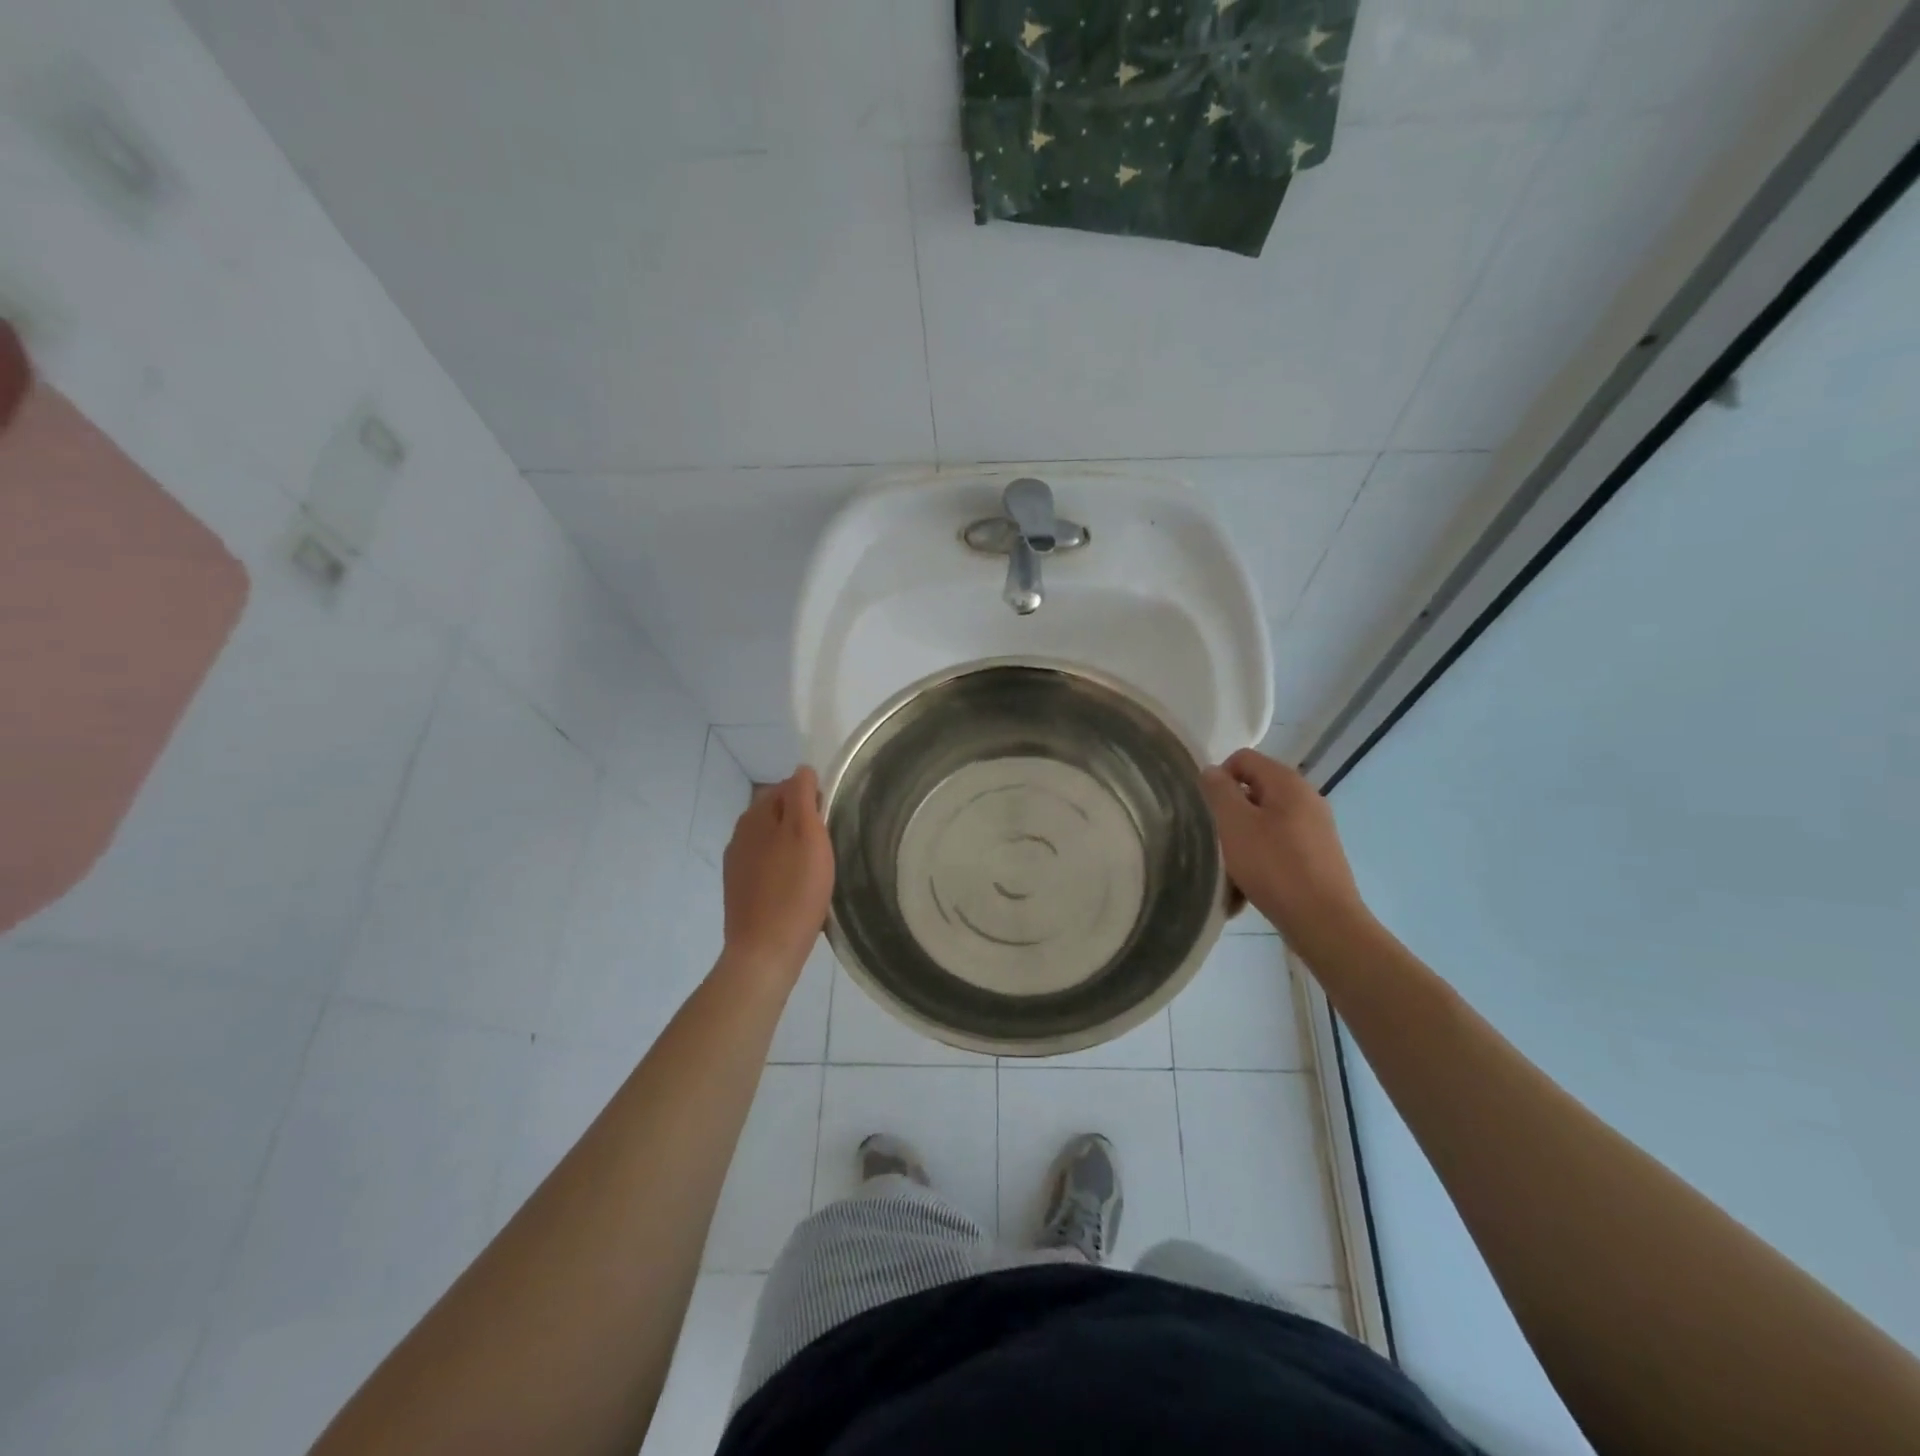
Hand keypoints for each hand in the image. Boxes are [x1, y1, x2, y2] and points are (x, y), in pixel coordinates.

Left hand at [721, 767, 835, 978]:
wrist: (765, 951)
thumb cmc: (795, 889)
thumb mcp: (807, 833)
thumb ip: (803, 796)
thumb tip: (802, 770)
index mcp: (755, 816)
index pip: (787, 787)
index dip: (813, 797)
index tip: (831, 820)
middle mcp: (740, 834)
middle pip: (778, 814)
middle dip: (802, 821)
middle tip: (829, 844)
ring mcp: (737, 865)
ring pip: (772, 841)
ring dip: (793, 846)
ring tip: (817, 867)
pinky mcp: (740, 891)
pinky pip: (767, 867)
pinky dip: (784, 869)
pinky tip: (799, 888)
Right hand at [1200, 749, 1371, 949]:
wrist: (1324, 921)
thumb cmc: (1274, 866)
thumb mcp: (1234, 824)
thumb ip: (1219, 791)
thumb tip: (1211, 771)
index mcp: (1288, 783)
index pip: (1244, 758)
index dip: (1219, 777)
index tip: (1208, 809)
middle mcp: (1306, 798)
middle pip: (1254, 789)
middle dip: (1231, 811)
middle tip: (1216, 838)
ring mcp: (1316, 827)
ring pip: (1265, 820)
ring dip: (1243, 837)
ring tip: (1231, 866)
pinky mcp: (1318, 855)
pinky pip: (1279, 844)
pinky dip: (1261, 856)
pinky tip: (1249, 884)